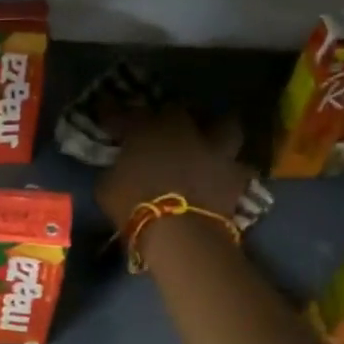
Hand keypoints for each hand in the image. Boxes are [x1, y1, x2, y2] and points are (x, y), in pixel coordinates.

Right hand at [95, 106, 253, 230]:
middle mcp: (184, 130)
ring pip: (225, 125)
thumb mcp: (106, 187)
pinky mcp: (236, 176)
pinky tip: (222, 177)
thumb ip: (114, 170)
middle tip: (162, 126)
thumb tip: (117, 167)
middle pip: (177, 110)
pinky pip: (237, 168)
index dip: (114, 115)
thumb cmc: (133, 206)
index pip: (125, 114)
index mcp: (146, 129)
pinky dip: (230, 171)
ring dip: (216, 130)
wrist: (179, 232)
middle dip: (169, 115)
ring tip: (208, 139)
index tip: (107, 118)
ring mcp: (214, 150)